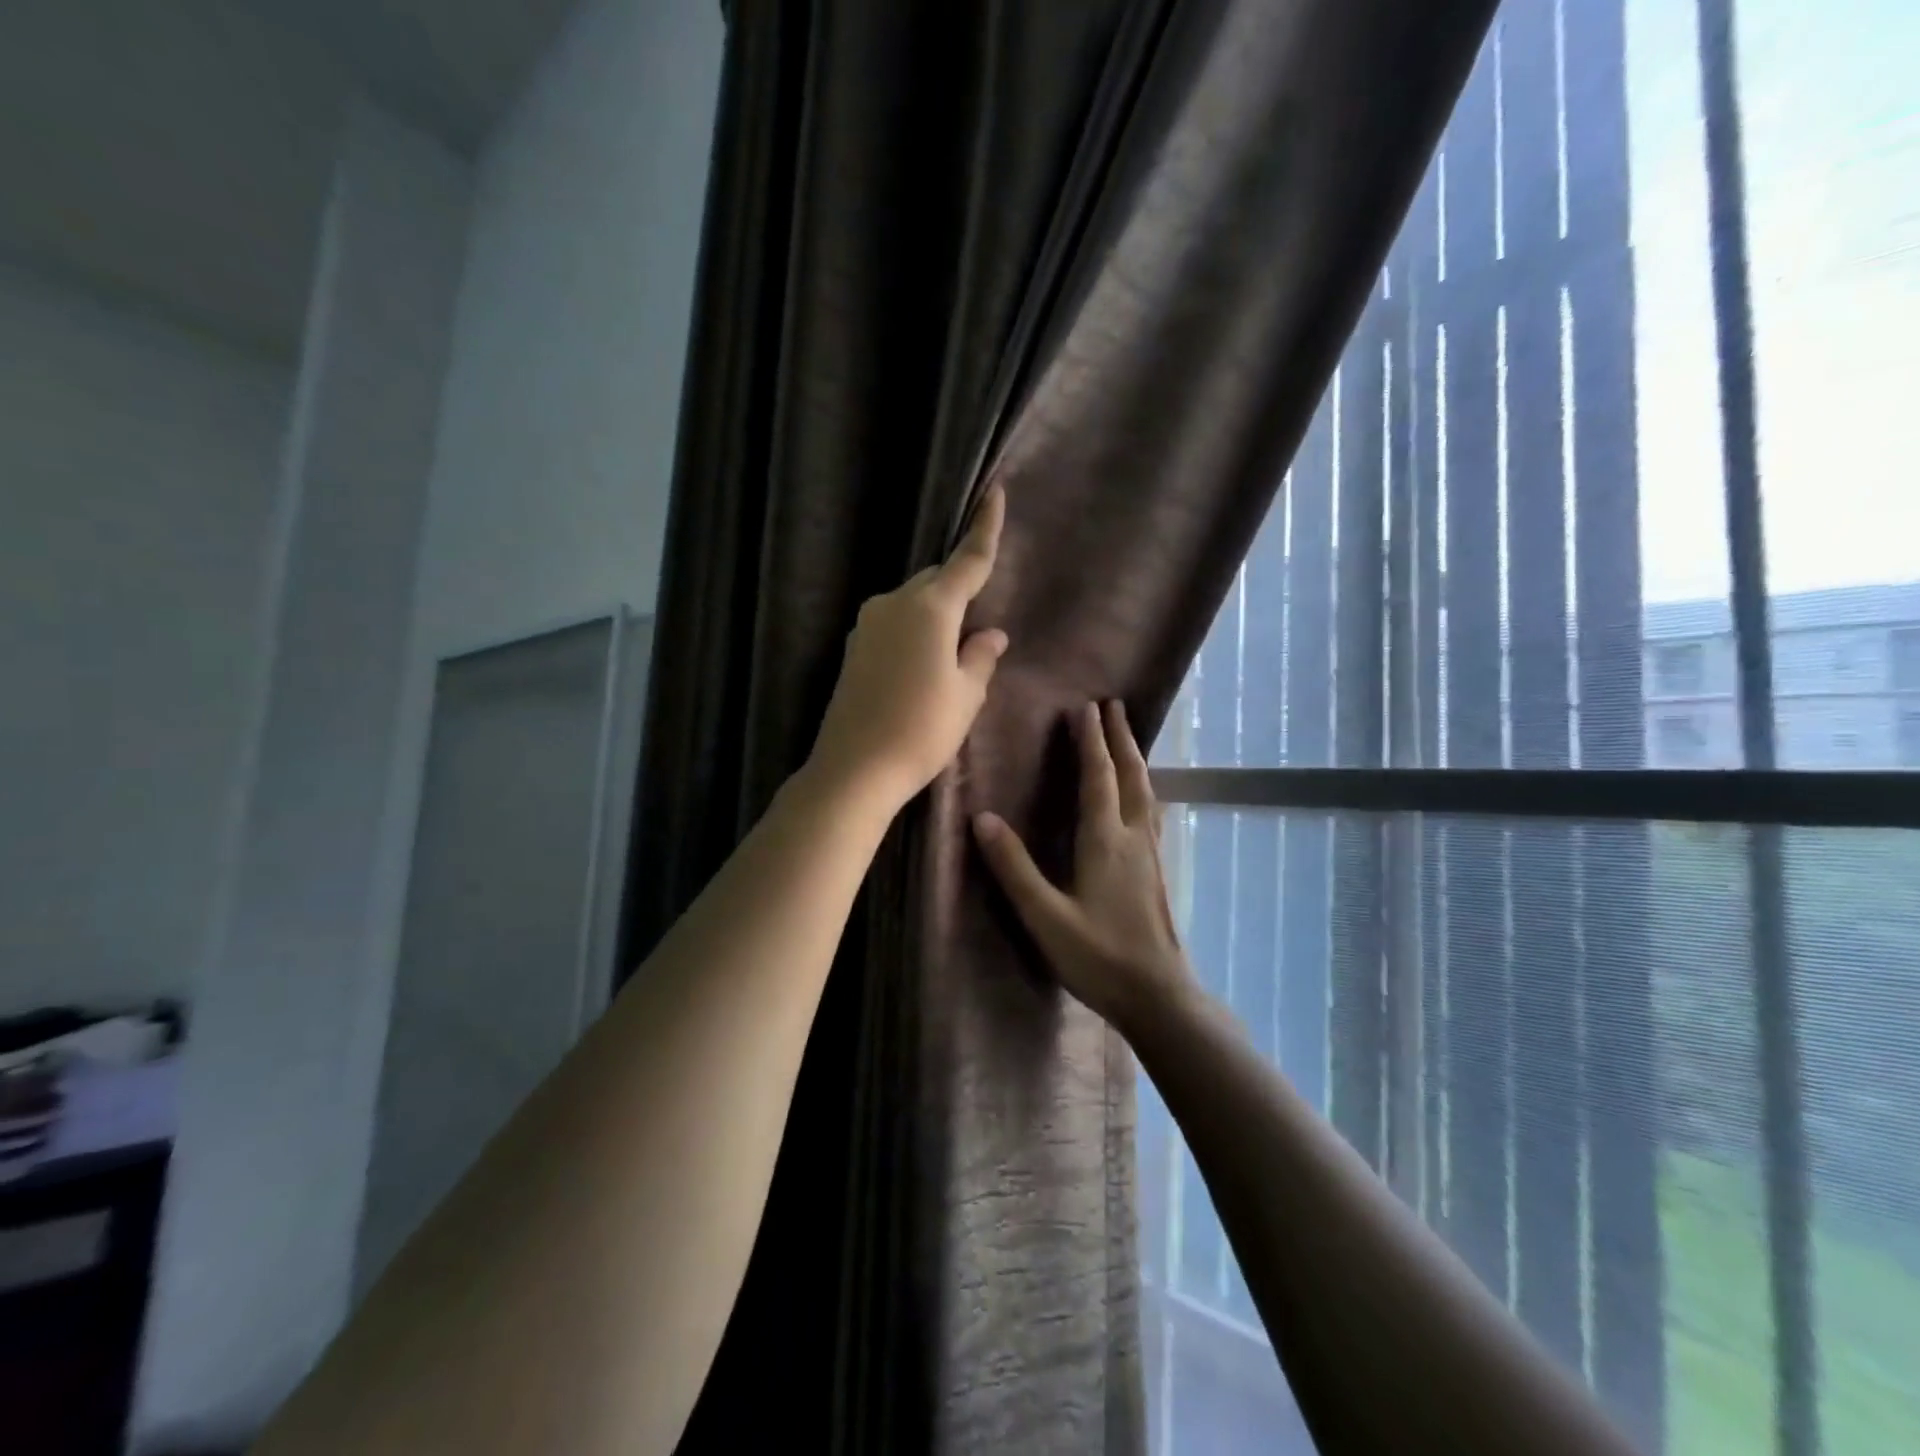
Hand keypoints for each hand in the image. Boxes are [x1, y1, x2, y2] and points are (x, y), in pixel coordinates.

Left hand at [809, 485, 1008, 809]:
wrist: (855, 767)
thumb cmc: (921, 730)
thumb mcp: (966, 695)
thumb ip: (980, 657)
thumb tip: (992, 634)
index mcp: (930, 608)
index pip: (967, 561)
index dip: (985, 528)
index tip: (996, 493)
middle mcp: (894, 604)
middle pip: (936, 581)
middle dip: (959, 588)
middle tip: (978, 624)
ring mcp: (868, 625)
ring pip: (913, 603)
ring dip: (935, 614)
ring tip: (950, 655)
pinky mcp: (854, 648)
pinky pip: (894, 624)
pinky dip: (914, 631)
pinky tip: (921, 665)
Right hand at [972, 701, 1195, 1036]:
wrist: (1159, 996)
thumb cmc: (1098, 957)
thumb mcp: (1045, 915)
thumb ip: (1014, 868)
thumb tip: (982, 818)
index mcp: (1105, 841)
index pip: (1098, 777)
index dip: (1090, 741)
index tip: (1084, 707)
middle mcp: (1134, 837)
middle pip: (1130, 774)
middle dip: (1119, 737)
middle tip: (1112, 705)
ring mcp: (1151, 854)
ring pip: (1146, 791)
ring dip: (1134, 758)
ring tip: (1127, 737)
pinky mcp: (1158, 871)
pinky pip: (1151, 811)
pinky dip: (1142, 787)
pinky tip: (1142, 798)